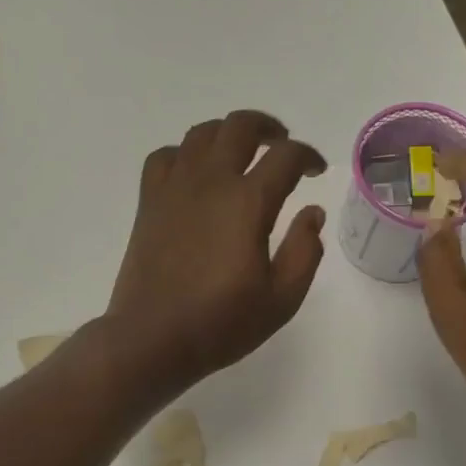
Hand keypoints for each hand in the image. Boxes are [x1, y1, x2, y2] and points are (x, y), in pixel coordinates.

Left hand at [102, 110, 327, 395]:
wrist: (152, 339)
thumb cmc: (221, 324)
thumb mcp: (282, 299)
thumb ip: (305, 251)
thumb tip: (312, 212)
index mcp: (248, 202)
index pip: (285, 156)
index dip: (308, 156)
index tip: (316, 171)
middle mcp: (210, 182)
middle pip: (240, 126)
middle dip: (269, 128)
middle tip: (282, 146)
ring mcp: (174, 188)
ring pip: (201, 133)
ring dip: (228, 133)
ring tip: (241, 152)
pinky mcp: (149, 202)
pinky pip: (165, 156)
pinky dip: (185, 153)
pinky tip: (194, 172)